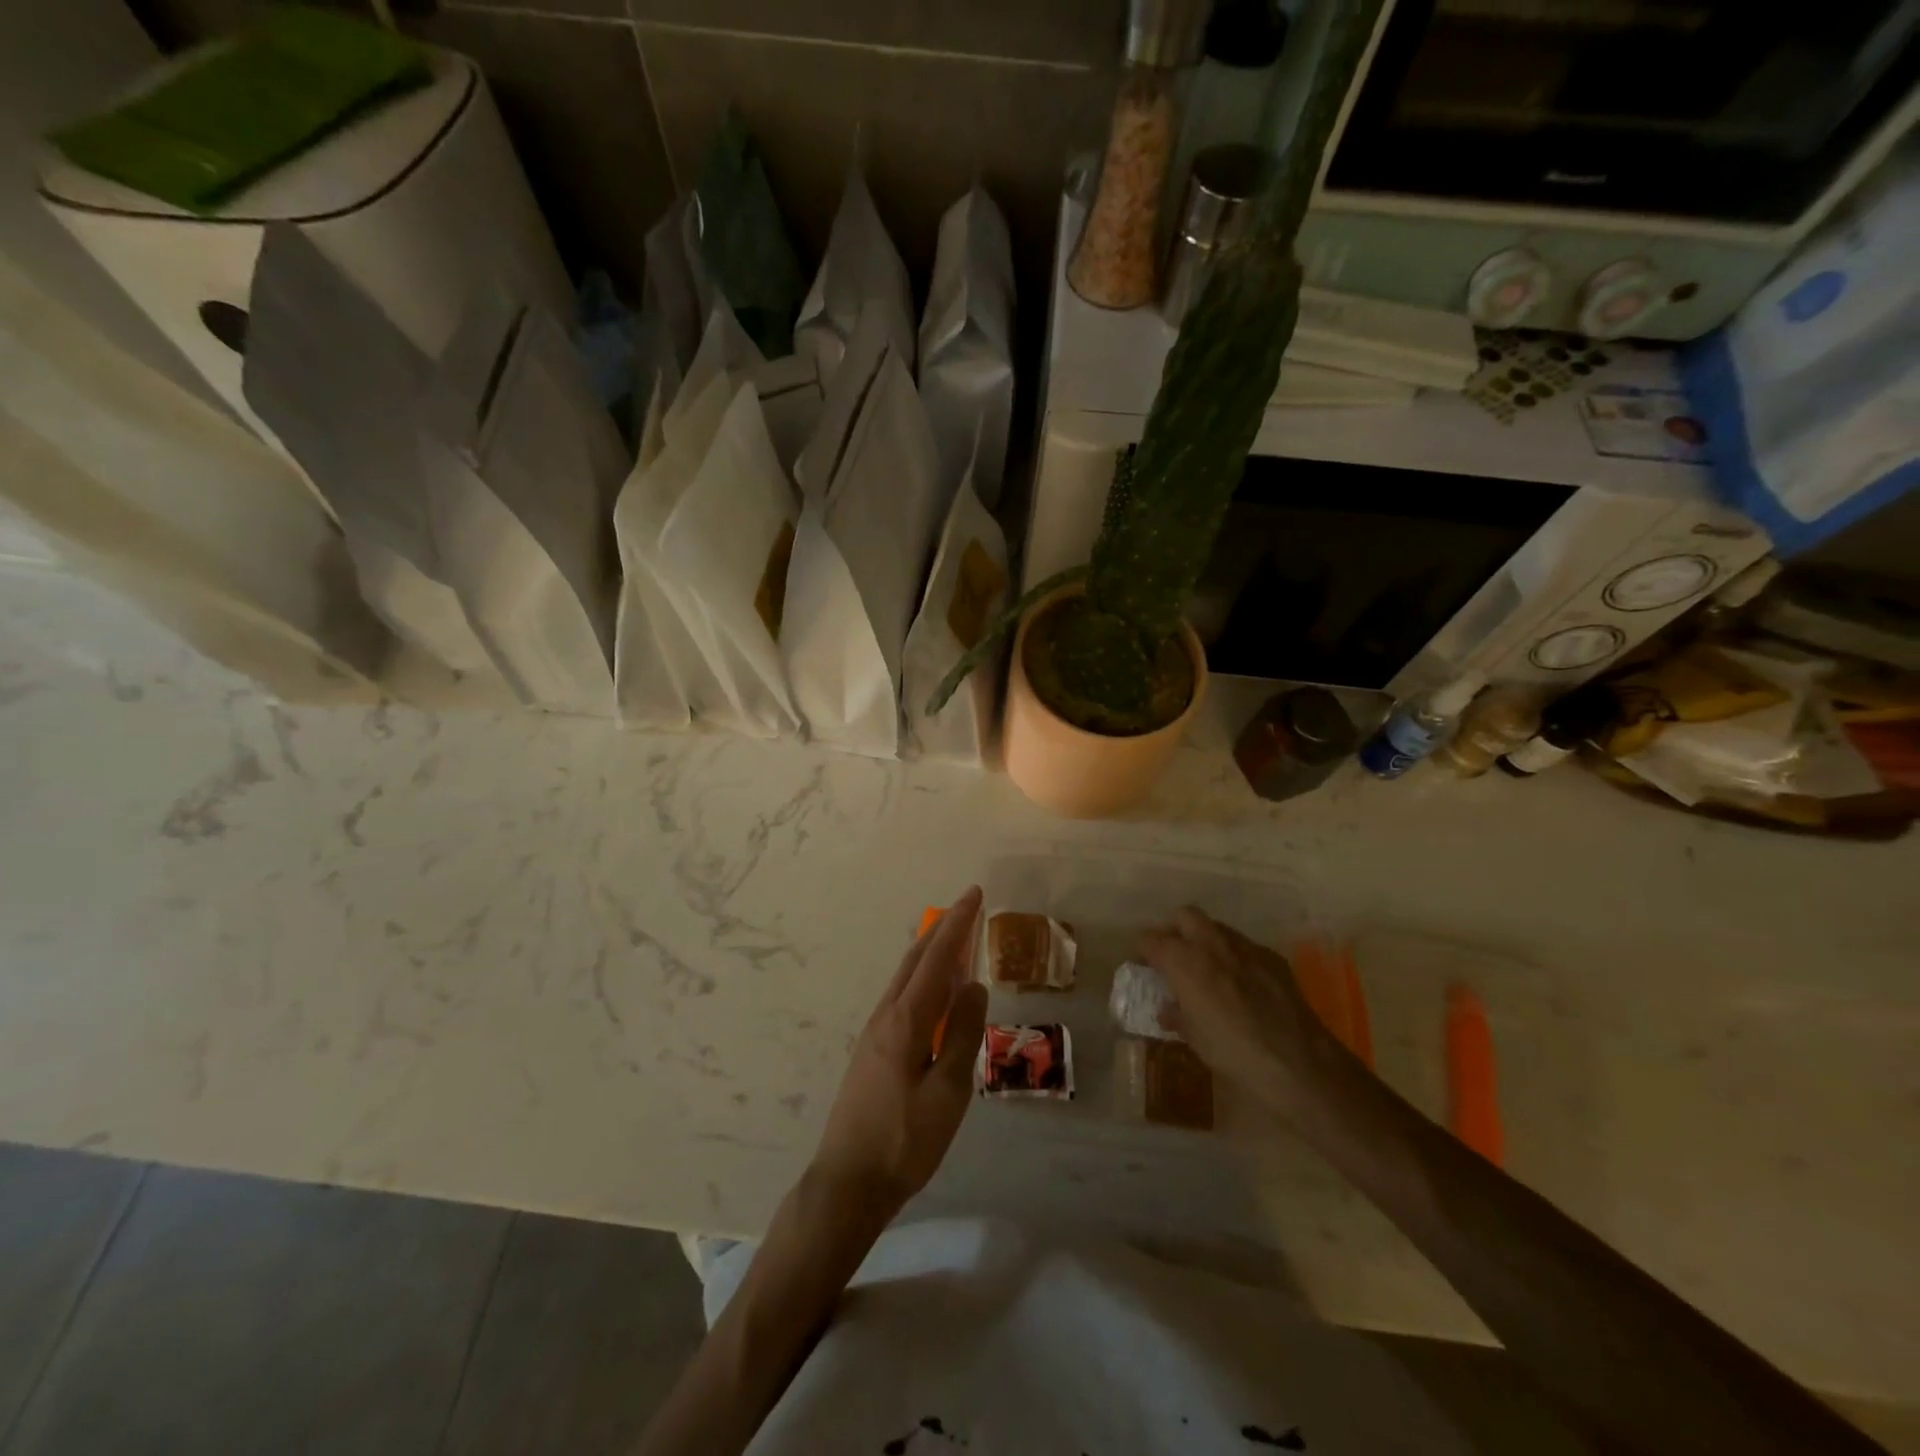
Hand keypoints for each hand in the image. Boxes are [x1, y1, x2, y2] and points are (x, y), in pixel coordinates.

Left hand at [811, 888, 988, 1218]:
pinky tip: (933, 994)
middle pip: (915, 959)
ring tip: (954, 942)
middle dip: (942, 930)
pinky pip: (901, 997)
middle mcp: (886, 1015)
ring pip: (905, 977)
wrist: (848, 1182)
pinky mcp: (871, 1050)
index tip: (974, 894)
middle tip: (967, 908)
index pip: (936, 958)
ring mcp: (874, 1032)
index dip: (958, 924)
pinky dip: (921, 979)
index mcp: (906, 1020)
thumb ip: (963, 1034)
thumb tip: (973, 985)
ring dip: (930, 953)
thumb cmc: (905, 1140)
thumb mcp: (948, 1092)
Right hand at [1139, 907, 1344, 1117]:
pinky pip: (1245, 947)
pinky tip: (1241, 984)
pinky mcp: (1273, 958)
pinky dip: (1235, 957)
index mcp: (1184, 961)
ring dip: (1206, 940)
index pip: (1151, 939)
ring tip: (1207, 969)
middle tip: (1173, 956)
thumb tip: (1169, 1009)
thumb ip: (1177, 1015)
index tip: (1144, 965)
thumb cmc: (1234, 1052)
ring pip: (1217, 927)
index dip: (1144, 950)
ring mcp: (1246, 947)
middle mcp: (1212, 944)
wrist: (1298, 1062)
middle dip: (1175, 930)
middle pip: (1185, 916)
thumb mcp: (1194, 1038)